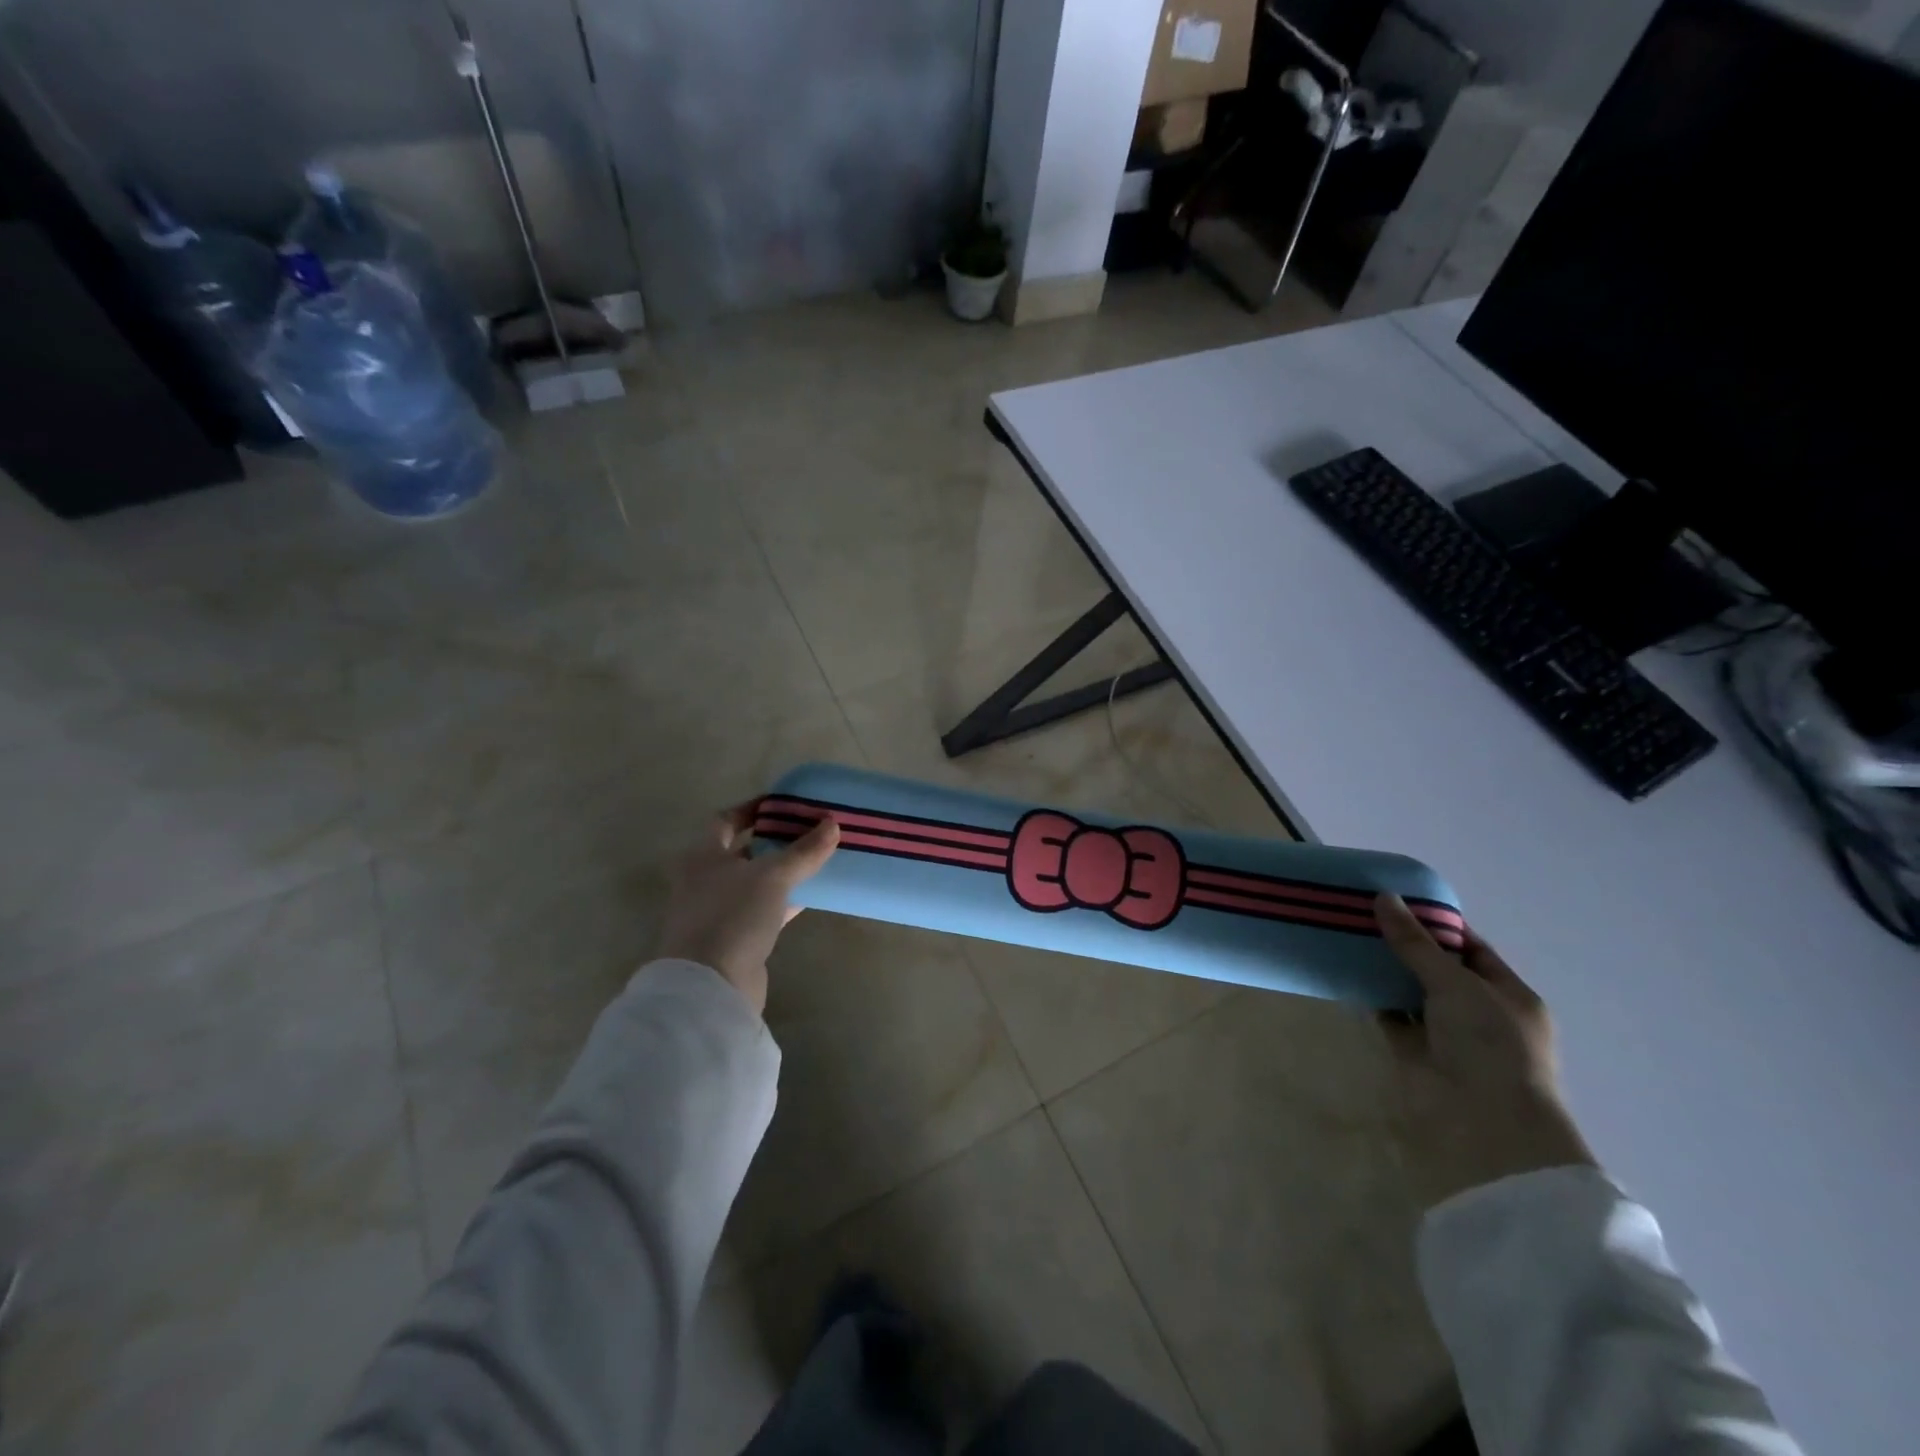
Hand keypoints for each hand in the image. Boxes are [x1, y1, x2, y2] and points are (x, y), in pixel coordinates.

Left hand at [655, 804, 839, 1014]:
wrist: (710, 986)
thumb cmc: (732, 915)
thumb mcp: (772, 876)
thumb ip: (803, 851)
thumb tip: (833, 824)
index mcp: (702, 856)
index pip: (725, 820)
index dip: (752, 809)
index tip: (783, 804)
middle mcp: (704, 881)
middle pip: (741, 851)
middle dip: (773, 841)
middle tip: (808, 830)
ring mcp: (718, 912)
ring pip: (754, 883)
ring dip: (781, 872)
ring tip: (816, 858)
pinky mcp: (734, 940)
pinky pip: (763, 910)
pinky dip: (784, 901)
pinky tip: (811, 895)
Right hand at [1374, 894, 1596, 1208]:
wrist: (1484, 1124)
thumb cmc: (1489, 1045)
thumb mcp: (1455, 983)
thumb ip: (1416, 943)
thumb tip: (1383, 898)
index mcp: (1508, 995)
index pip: (1471, 949)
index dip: (1437, 925)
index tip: (1397, 902)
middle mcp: (1481, 1014)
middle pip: (1438, 970)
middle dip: (1405, 946)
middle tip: (1363, 916)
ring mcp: (1450, 1037)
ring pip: (1413, 994)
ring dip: (1386, 973)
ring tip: (1348, 938)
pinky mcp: (1419, 1055)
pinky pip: (1393, 1018)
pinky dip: (1375, 1000)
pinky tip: (1348, 976)